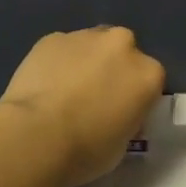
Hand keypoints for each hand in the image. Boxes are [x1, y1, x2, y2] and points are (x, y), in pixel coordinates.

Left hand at [0, 26, 165, 186]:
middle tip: (94, 97)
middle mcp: (121, 44)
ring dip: (84, 61)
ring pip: (91, 45)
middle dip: (112, 68)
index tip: (120, 112)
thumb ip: (127, 115)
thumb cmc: (87, 150)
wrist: (36, 136)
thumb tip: (114, 109)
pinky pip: (61, 48)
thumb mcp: (124, 143)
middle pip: (122, 51)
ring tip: (64, 92)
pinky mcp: (52, 37)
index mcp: (148, 73)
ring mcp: (85, 36)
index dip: (134, 95)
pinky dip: (57, 61)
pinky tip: (43, 85)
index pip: (149, 79)